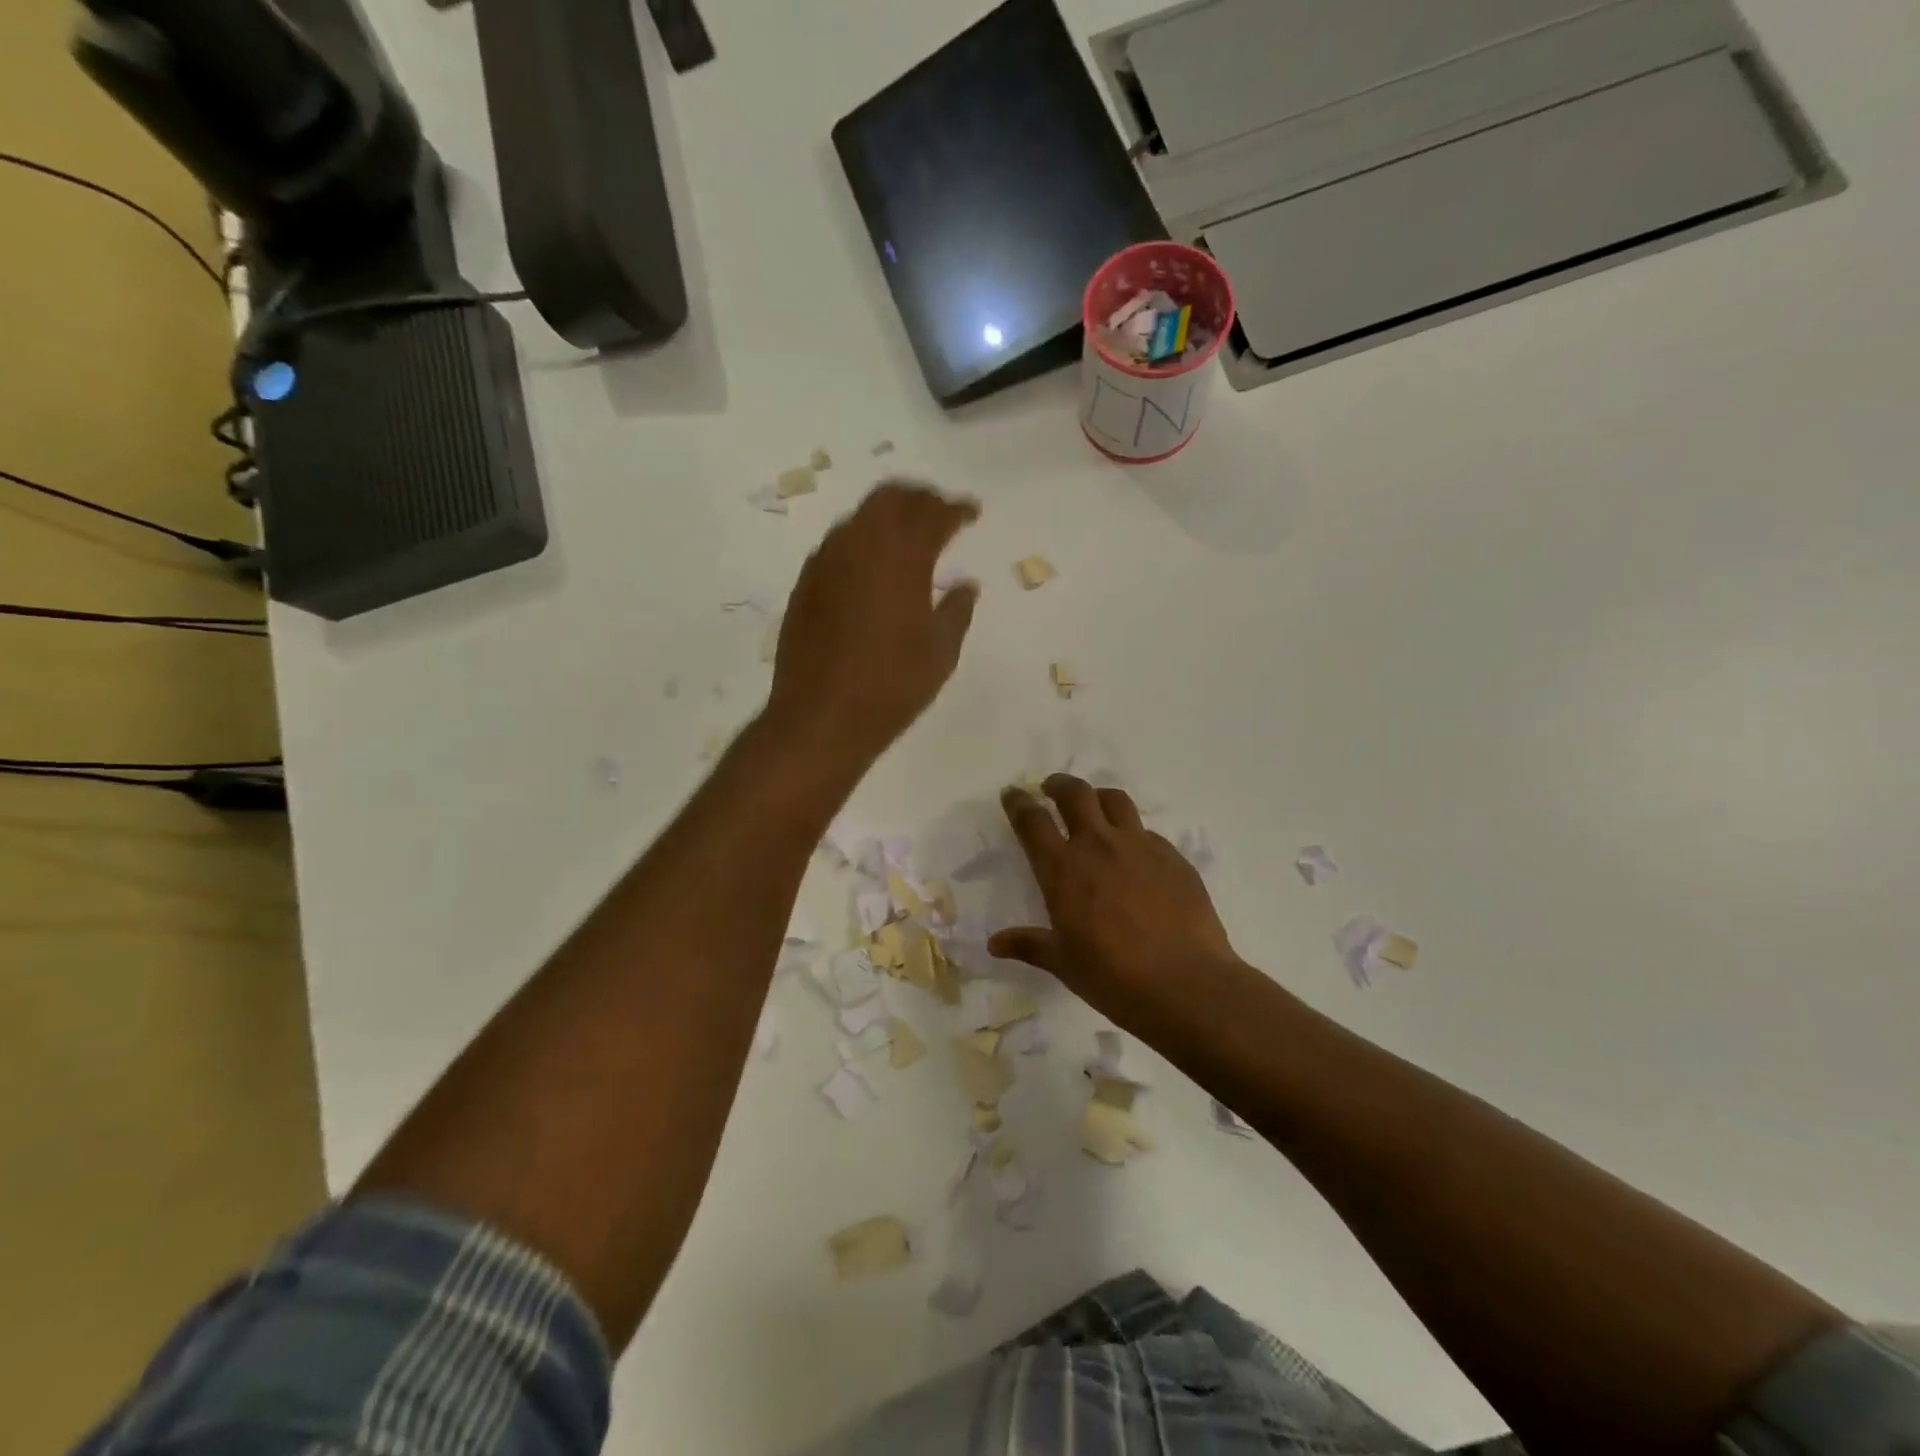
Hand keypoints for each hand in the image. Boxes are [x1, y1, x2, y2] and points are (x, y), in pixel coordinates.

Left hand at [767, 482, 980, 762]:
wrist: (820, 718)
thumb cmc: (891, 687)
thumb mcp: (941, 653)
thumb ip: (957, 610)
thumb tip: (965, 585)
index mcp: (901, 557)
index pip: (933, 513)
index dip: (956, 508)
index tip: (972, 512)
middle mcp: (860, 545)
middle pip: (891, 497)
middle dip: (920, 499)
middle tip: (940, 513)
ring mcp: (826, 562)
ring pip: (860, 517)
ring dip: (888, 516)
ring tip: (908, 537)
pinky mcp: (805, 583)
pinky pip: (839, 544)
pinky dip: (863, 541)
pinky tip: (872, 566)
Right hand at [990, 775, 1249, 1034]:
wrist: (1187, 984)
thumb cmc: (1114, 977)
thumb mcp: (1064, 964)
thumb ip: (1029, 945)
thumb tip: (994, 944)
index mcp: (1063, 869)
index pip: (1033, 821)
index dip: (1018, 803)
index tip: (1012, 794)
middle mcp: (1099, 845)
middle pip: (1075, 794)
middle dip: (1058, 784)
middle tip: (1051, 788)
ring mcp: (1140, 846)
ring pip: (1115, 800)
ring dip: (1098, 797)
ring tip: (1094, 806)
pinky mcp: (1173, 857)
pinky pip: (1147, 831)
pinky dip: (1132, 832)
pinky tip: (1135, 853)